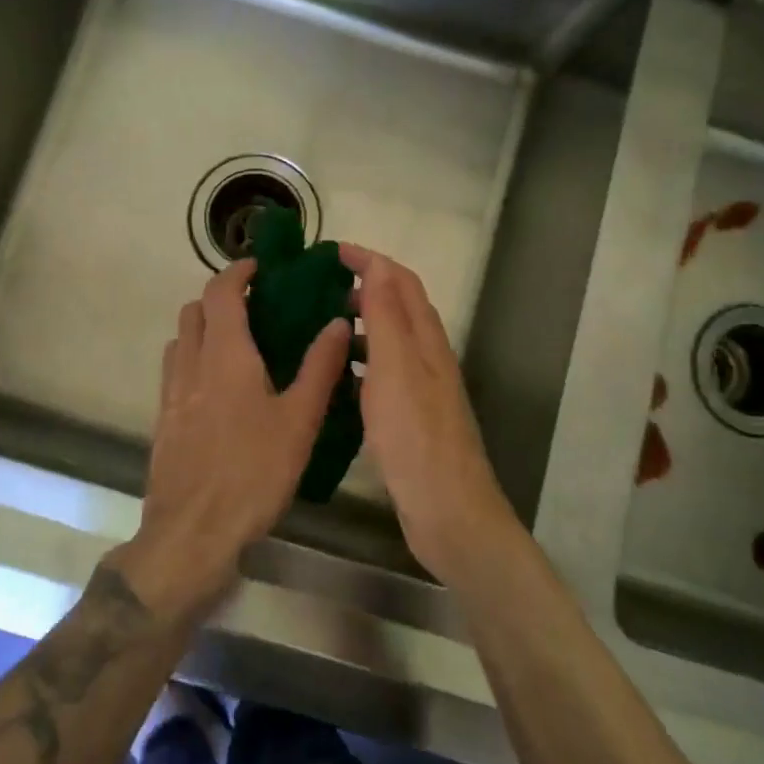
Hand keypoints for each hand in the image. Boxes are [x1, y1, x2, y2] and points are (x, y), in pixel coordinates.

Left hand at [113, 259, 351, 623]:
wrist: (192, 534)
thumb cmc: (253, 473)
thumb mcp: (299, 421)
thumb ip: (320, 368)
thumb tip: (338, 322)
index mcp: (225, 356)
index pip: (221, 292)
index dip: (237, 271)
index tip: (260, 268)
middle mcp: (191, 365)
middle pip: (194, 311)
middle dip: (220, 299)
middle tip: (255, 309)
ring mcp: (171, 394)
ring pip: (180, 340)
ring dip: (203, 329)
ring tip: (237, 346)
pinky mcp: (163, 422)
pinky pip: (174, 372)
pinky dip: (193, 360)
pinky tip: (218, 391)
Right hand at [340, 245, 521, 584]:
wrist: (449, 511)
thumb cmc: (417, 437)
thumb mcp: (396, 369)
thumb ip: (388, 316)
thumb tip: (378, 264)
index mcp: (426, 340)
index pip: (401, 281)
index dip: (369, 260)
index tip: (329, 252)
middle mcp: (427, 357)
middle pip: (398, 306)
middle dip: (362, 286)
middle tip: (315, 288)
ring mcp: (420, 389)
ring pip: (389, 340)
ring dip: (359, 323)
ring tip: (317, 325)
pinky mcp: (410, 418)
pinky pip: (381, 374)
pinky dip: (359, 361)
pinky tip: (333, 376)